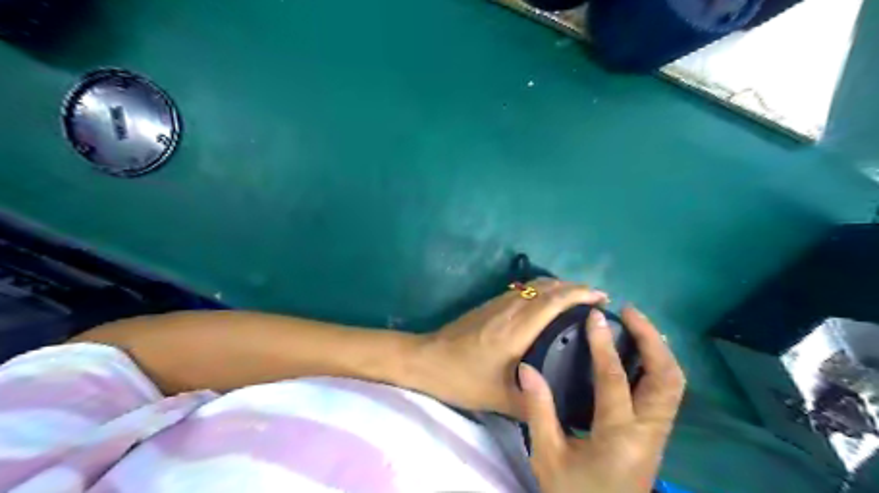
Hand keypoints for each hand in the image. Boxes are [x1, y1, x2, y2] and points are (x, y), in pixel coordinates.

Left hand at [420, 280, 613, 417]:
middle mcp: (510, 309)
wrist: (426, 359)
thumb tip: (562, 406)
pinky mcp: (490, 304)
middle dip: (575, 287)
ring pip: (535, 285)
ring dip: (559, 286)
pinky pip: (524, 290)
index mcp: (516, 328)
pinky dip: (543, 290)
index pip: (554, 300)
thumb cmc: (462, 378)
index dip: (580, 294)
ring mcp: (498, 303)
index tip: (602, 297)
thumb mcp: (500, 398)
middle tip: (597, 299)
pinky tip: (547, 304)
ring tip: (578, 299)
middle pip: (547, 287)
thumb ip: (534, 402)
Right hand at [517, 305, 681, 490]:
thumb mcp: (548, 456)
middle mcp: (649, 432)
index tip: (594, 316)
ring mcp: (658, 435)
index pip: (614, 378)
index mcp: (619, 436)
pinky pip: (666, 394)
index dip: (603, 343)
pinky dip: (658, 367)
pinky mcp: (656, 437)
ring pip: (673, 385)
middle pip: (666, 377)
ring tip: (637, 327)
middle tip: (629, 313)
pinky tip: (639, 356)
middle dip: (651, 339)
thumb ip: (539, 410)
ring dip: (659, 351)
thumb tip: (527, 368)